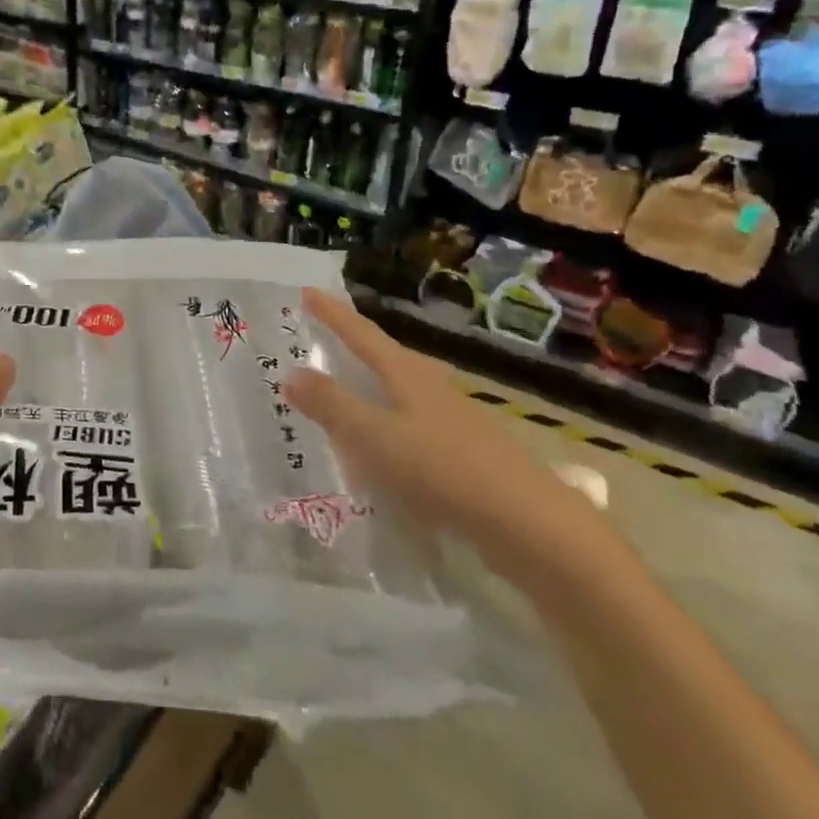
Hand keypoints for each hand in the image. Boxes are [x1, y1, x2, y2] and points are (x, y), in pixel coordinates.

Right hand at [283, 287, 619, 588]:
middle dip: (352, 346)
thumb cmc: (443, 469)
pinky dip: (385, 428)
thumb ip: (331, 405)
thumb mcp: (375, 436)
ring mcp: (451, 421)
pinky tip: (379, 452)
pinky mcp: (463, 455)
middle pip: (385, 358)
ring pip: (399, 394)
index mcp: (407, 375)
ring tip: (343, 393)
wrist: (530, 526)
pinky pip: (410, 428)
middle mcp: (430, 388)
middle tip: (322, 338)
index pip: (361, 334)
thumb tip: (289, 372)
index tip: (308, 291)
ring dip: (369, 389)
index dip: (333, 314)